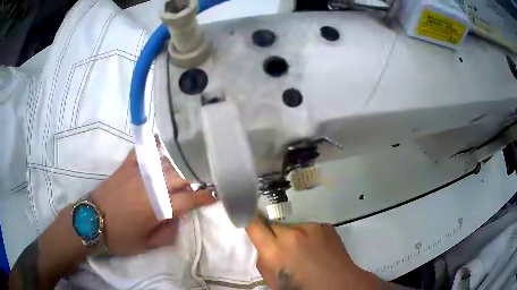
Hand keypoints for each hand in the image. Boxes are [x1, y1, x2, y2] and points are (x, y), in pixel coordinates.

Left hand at [91, 147, 216, 255]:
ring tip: (195, 160)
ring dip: (184, 162)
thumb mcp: (147, 245)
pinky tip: (166, 141)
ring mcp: (140, 171)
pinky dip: (157, 144)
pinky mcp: (128, 164)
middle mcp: (153, 185)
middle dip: (199, 176)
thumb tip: (179, 217)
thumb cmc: (120, 236)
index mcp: (158, 208)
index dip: (207, 196)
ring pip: (169, 161)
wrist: (91, 220)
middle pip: (183, 175)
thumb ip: (169, 233)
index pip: (190, 199)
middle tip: (210, 175)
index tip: (219, 192)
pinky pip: (146, 149)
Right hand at [246, 216, 384, 289]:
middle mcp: (292, 234)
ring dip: (293, 237)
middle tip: (283, 250)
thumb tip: (264, 246)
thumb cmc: (302, 288)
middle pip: (274, 226)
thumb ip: (264, 260)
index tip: (248, 218)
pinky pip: (308, 229)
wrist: (339, 285)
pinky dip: (308, 237)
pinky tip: (317, 250)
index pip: (254, 224)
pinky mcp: (325, 226)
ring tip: (304, 252)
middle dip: (274, 236)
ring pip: (292, 227)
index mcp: (275, 251)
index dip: (249, 219)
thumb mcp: (273, 281)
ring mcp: (311, 228)